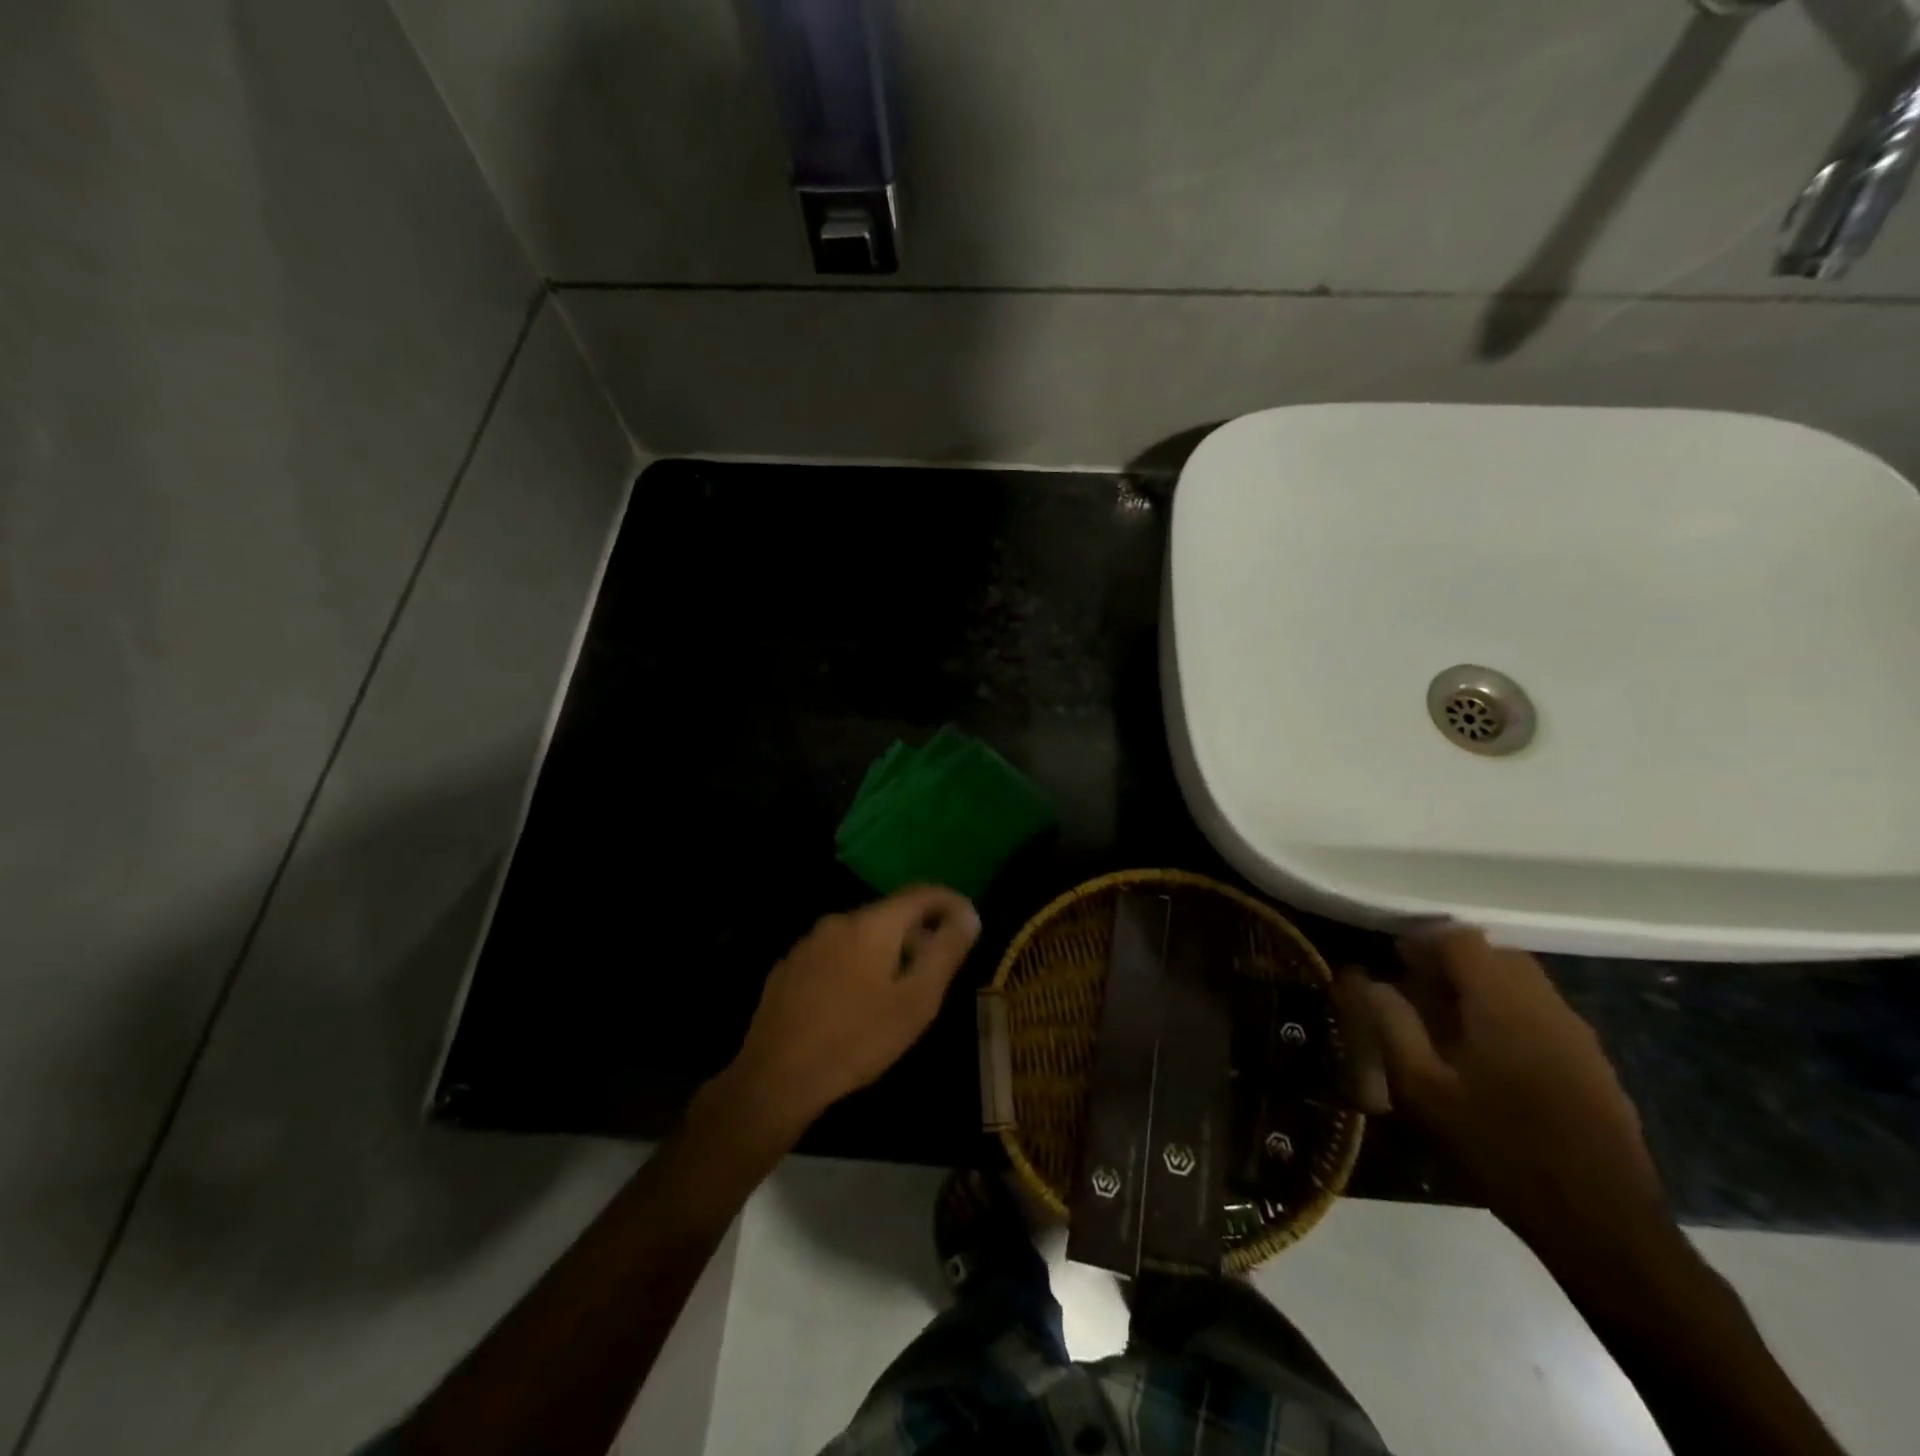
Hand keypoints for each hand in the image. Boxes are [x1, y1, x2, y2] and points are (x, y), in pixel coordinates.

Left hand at [723, 887, 980, 1131]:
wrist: (776, 1077)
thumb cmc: (858, 1038)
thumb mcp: (916, 1000)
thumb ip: (945, 952)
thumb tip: (969, 915)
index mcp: (872, 923)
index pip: (921, 893)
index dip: (950, 902)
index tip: (970, 921)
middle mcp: (838, 921)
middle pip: (890, 913)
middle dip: (919, 932)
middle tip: (937, 967)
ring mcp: (808, 943)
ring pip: (861, 934)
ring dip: (887, 950)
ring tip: (899, 989)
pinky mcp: (788, 968)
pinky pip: (835, 953)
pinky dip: (857, 964)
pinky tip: (857, 1001)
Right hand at [1335, 928, 1668, 1262]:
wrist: (1601, 1222)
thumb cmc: (1499, 1147)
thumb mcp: (1423, 1089)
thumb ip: (1391, 1024)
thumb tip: (1364, 980)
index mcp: (1502, 1003)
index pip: (1461, 939)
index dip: (1423, 942)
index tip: (1395, 964)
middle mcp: (1546, 1005)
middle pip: (1497, 954)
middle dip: (1453, 962)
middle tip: (1418, 992)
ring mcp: (1578, 1034)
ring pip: (1524, 982)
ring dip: (1483, 987)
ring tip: (1449, 1025)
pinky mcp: (1595, 1064)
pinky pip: (1544, 1013)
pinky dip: (1510, 1014)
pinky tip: (1492, 1060)